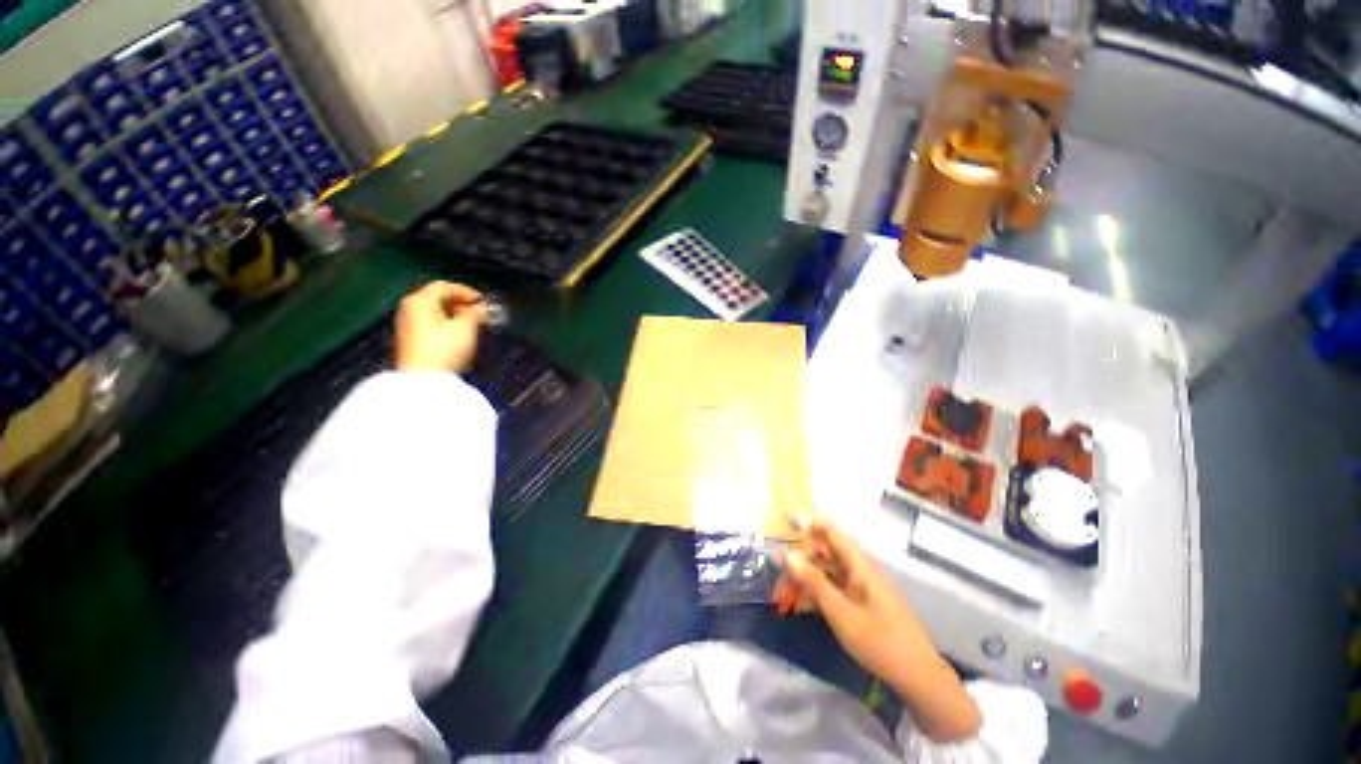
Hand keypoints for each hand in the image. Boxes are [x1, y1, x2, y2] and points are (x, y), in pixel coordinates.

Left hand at [394, 281, 488, 373]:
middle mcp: (409, 308)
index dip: (466, 292)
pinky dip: (445, 323)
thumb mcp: (465, 329)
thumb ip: (475, 314)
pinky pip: (429, 323)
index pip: (444, 286)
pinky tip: (458, 334)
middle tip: (479, 313)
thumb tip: (481, 308)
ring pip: (433, 311)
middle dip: (460, 303)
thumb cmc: (445, 349)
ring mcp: (406, 324)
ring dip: (454, 314)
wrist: (423, 380)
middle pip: (436, 298)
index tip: (484, 302)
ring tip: (472, 324)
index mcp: (420, 301)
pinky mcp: (409, 339)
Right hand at [781, 515, 982, 741]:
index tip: (784, 519)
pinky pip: (834, 584)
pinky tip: (804, 599)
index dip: (808, 521)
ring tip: (786, 585)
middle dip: (802, 552)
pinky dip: (817, 586)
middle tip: (780, 565)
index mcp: (860, 565)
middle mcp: (860, 569)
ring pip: (828, 567)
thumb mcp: (841, 613)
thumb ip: (814, 582)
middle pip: (827, 548)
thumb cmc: (880, 642)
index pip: (831, 531)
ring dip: (807, 572)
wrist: (918, 676)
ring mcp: (862, 585)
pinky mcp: (861, 600)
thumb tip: (787, 553)